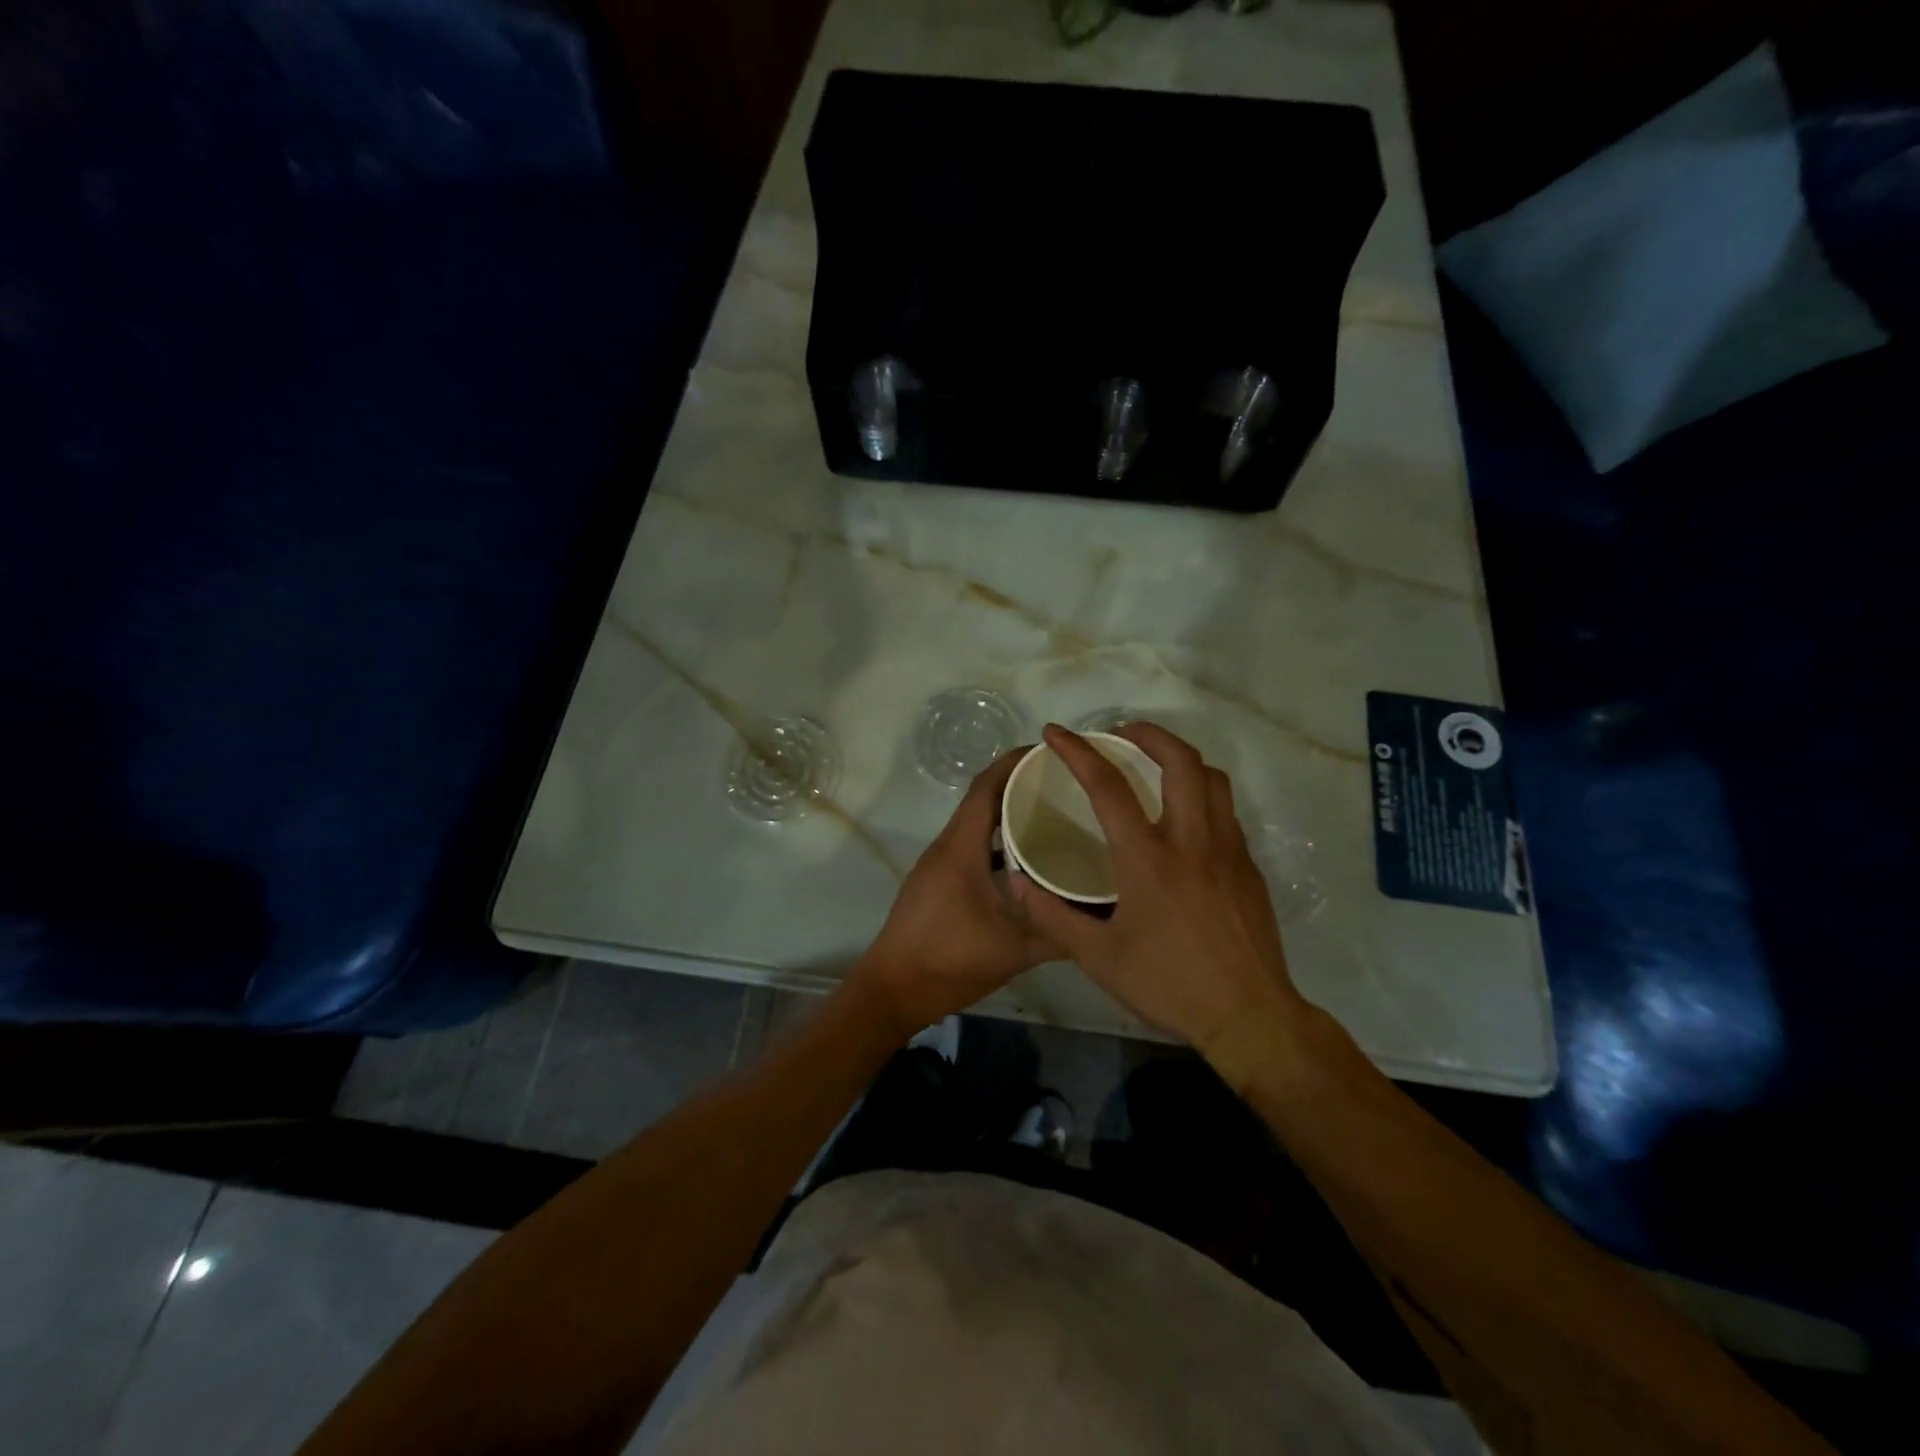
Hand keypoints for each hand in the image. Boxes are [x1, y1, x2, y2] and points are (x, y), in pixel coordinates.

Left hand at [848, 747, 1059, 1035]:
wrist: (893, 991)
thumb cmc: (950, 962)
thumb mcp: (1014, 951)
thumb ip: (1059, 933)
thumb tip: (1103, 920)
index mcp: (961, 848)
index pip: (985, 787)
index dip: (1013, 763)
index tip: (1049, 753)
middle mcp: (946, 846)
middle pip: (981, 800)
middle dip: (1018, 785)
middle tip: (1063, 785)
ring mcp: (938, 864)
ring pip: (975, 825)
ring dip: (1006, 814)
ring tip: (1052, 817)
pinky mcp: (937, 882)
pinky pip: (970, 846)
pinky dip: (995, 842)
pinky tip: (1024, 861)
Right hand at [1008, 723, 1304, 1049]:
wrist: (1250, 1016)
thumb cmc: (1169, 984)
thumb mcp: (1097, 958)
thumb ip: (1052, 916)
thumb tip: (1017, 882)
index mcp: (1148, 858)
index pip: (1108, 787)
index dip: (1078, 752)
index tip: (1057, 733)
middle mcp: (1192, 841)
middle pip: (1180, 761)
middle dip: (1149, 733)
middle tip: (1121, 732)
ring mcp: (1228, 850)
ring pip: (1212, 780)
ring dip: (1181, 759)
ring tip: (1155, 765)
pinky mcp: (1249, 868)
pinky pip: (1226, 813)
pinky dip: (1201, 796)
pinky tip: (1183, 821)